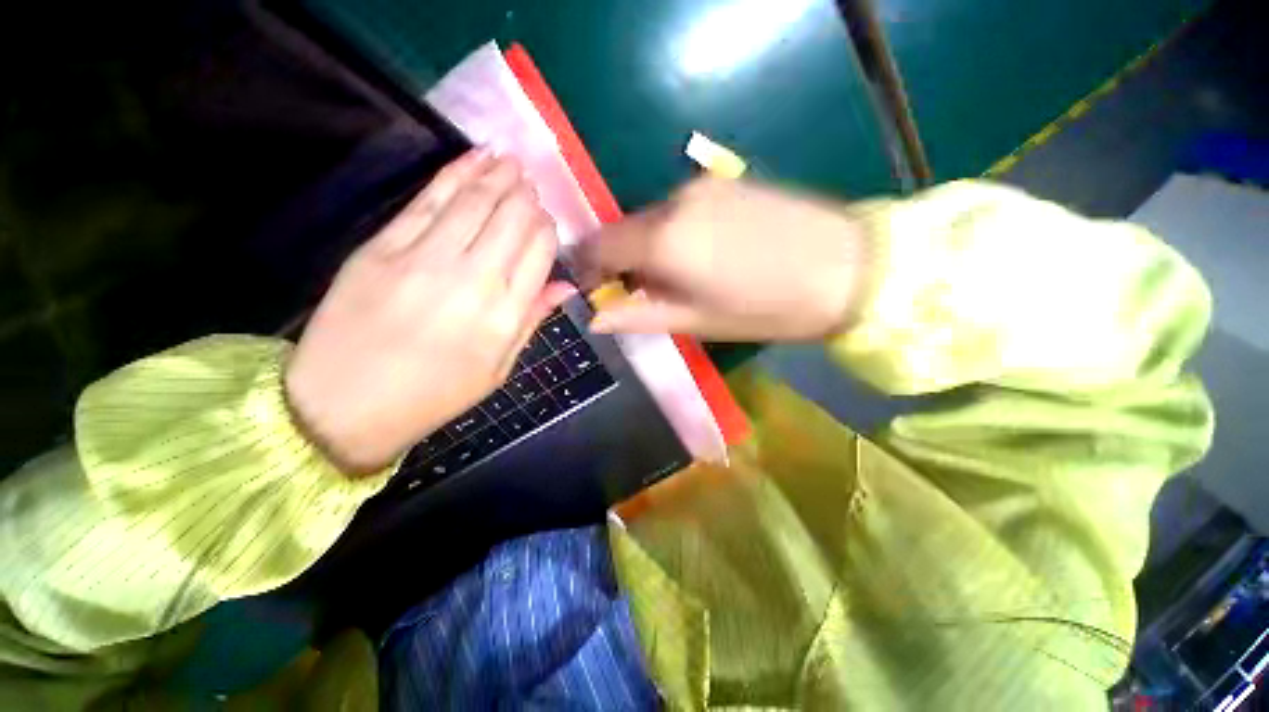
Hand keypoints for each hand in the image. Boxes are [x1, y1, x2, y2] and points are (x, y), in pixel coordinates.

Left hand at [285, 151, 574, 473]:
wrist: (343, 407)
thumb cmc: (434, 395)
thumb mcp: (497, 370)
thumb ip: (531, 321)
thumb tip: (564, 286)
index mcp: (504, 317)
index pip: (538, 253)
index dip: (546, 229)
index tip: (546, 221)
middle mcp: (473, 280)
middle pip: (511, 220)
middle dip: (526, 197)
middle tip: (532, 185)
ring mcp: (425, 258)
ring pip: (474, 201)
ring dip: (498, 176)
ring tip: (512, 161)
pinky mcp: (383, 247)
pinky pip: (429, 200)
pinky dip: (457, 173)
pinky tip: (477, 158)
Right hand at [579, 177, 867, 340]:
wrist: (846, 267)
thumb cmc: (764, 308)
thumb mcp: (695, 322)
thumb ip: (638, 316)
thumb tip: (595, 317)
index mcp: (662, 241)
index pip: (598, 246)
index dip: (589, 268)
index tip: (597, 289)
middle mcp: (672, 203)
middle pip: (623, 229)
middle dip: (620, 260)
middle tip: (641, 291)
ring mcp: (699, 186)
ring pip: (650, 219)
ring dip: (648, 246)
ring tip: (677, 276)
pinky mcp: (722, 181)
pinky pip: (677, 208)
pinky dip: (671, 231)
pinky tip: (701, 252)